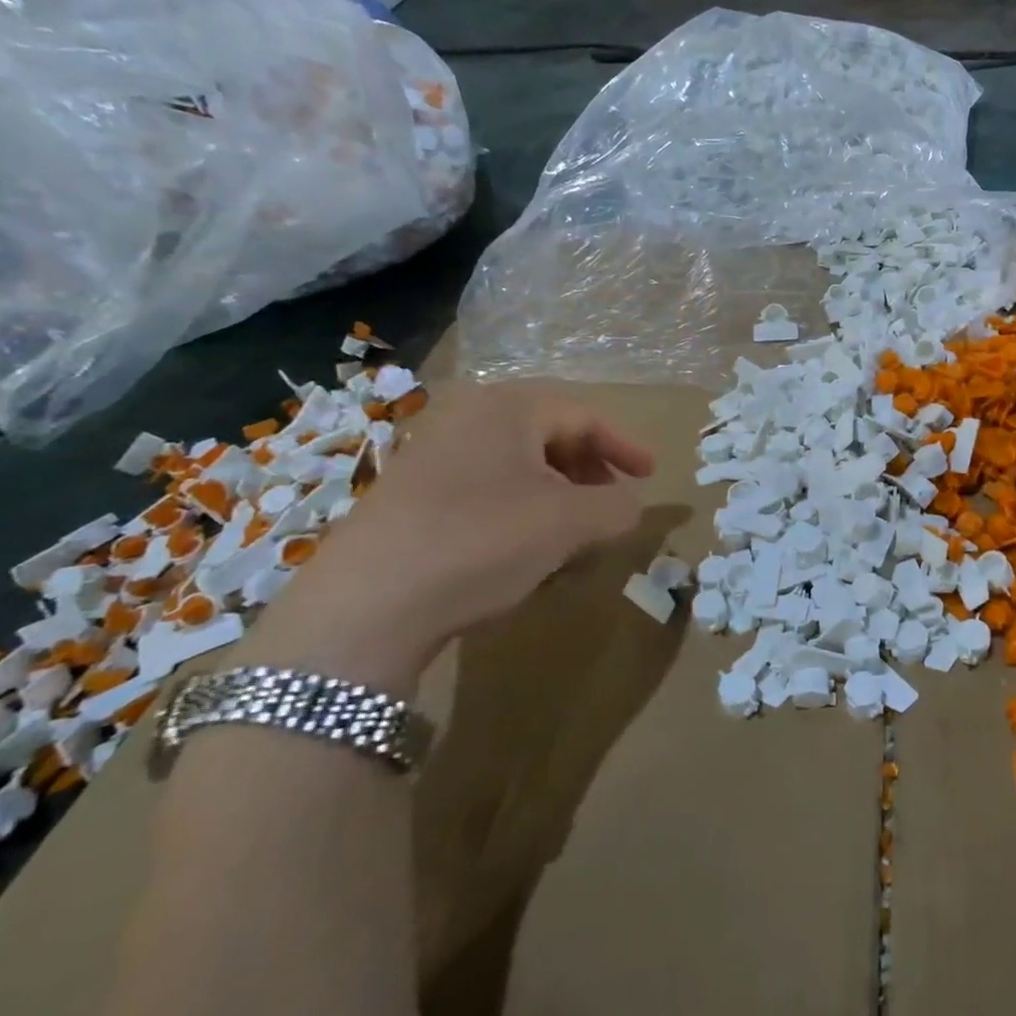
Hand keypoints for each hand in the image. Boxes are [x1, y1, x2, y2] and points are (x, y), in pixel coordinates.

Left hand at [246, 379, 653, 690]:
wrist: (364, 608)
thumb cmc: (482, 541)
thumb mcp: (570, 523)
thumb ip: (618, 507)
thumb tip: (631, 506)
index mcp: (507, 408)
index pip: (584, 416)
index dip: (625, 445)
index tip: (651, 474)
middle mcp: (466, 418)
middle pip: (549, 435)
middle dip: (589, 468)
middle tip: (613, 500)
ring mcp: (430, 456)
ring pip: (516, 464)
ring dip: (557, 492)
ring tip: (575, 530)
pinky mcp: (408, 496)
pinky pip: (484, 487)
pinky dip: (520, 508)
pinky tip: (525, 548)